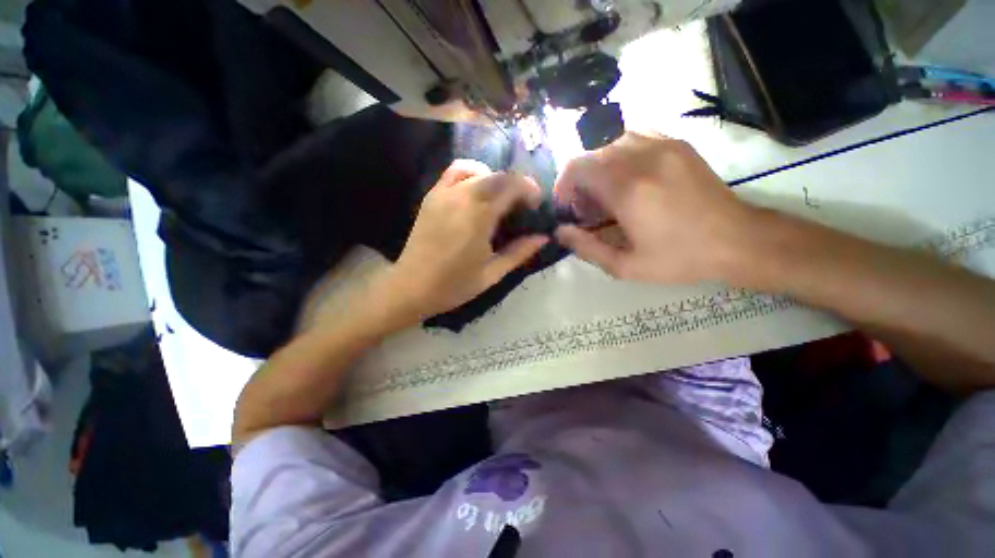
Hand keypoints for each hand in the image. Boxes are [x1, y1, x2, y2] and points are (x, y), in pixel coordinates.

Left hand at [380, 159, 548, 323]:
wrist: (411, 287)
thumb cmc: (454, 285)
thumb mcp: (492, 274)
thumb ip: (519, 252)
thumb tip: (543, 237)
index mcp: (478, 217)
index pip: (511, 186)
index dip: (529, 190)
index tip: (536, 205)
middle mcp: (461, 197)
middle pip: (498, 175)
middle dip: (517, 185)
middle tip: (523, 205)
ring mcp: (443, 193)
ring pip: (478, 170)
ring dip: (496, 179)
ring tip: (501, 198)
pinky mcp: (432, 196)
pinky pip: (455, 171)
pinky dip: (472, 173)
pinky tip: (477, 191)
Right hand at [554, 132, 755, 283]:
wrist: (737, 240)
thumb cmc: (678, 258)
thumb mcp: (625, 266)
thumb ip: (586, 247)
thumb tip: (560, 231)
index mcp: (627, 190)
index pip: (577, 167)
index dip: (564, 185)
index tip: (568, 206)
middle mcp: (641, 158)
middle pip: (591, 154)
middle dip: (581, 180)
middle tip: (589, 207)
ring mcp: (662, 146)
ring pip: (610, 142)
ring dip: (599, 166)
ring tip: (608, 191)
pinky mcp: (676, 144)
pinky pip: (634, 136)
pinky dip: (620, 153)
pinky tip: (628, 175)